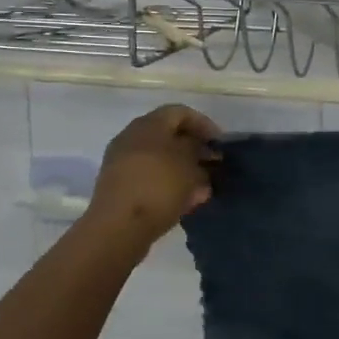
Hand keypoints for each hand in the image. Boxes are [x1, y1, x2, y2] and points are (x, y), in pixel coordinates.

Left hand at [87, 104, 221, 245]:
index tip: (220, 144)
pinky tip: (185, 200)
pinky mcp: (119, 186)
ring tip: (203, 187)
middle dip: (194, 149)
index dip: (204, 125)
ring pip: (160, 159)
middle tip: (213, 165)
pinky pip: (150, 177)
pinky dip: (168, 184)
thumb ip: (198, 151)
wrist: (118, 226)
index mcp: (148, 124)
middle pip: (168, 135)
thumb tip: (198, 149)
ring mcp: (122, 162)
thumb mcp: (189, 164)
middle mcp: (132, 137)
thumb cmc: (159, 186)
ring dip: (183, 169)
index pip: (180, 112)